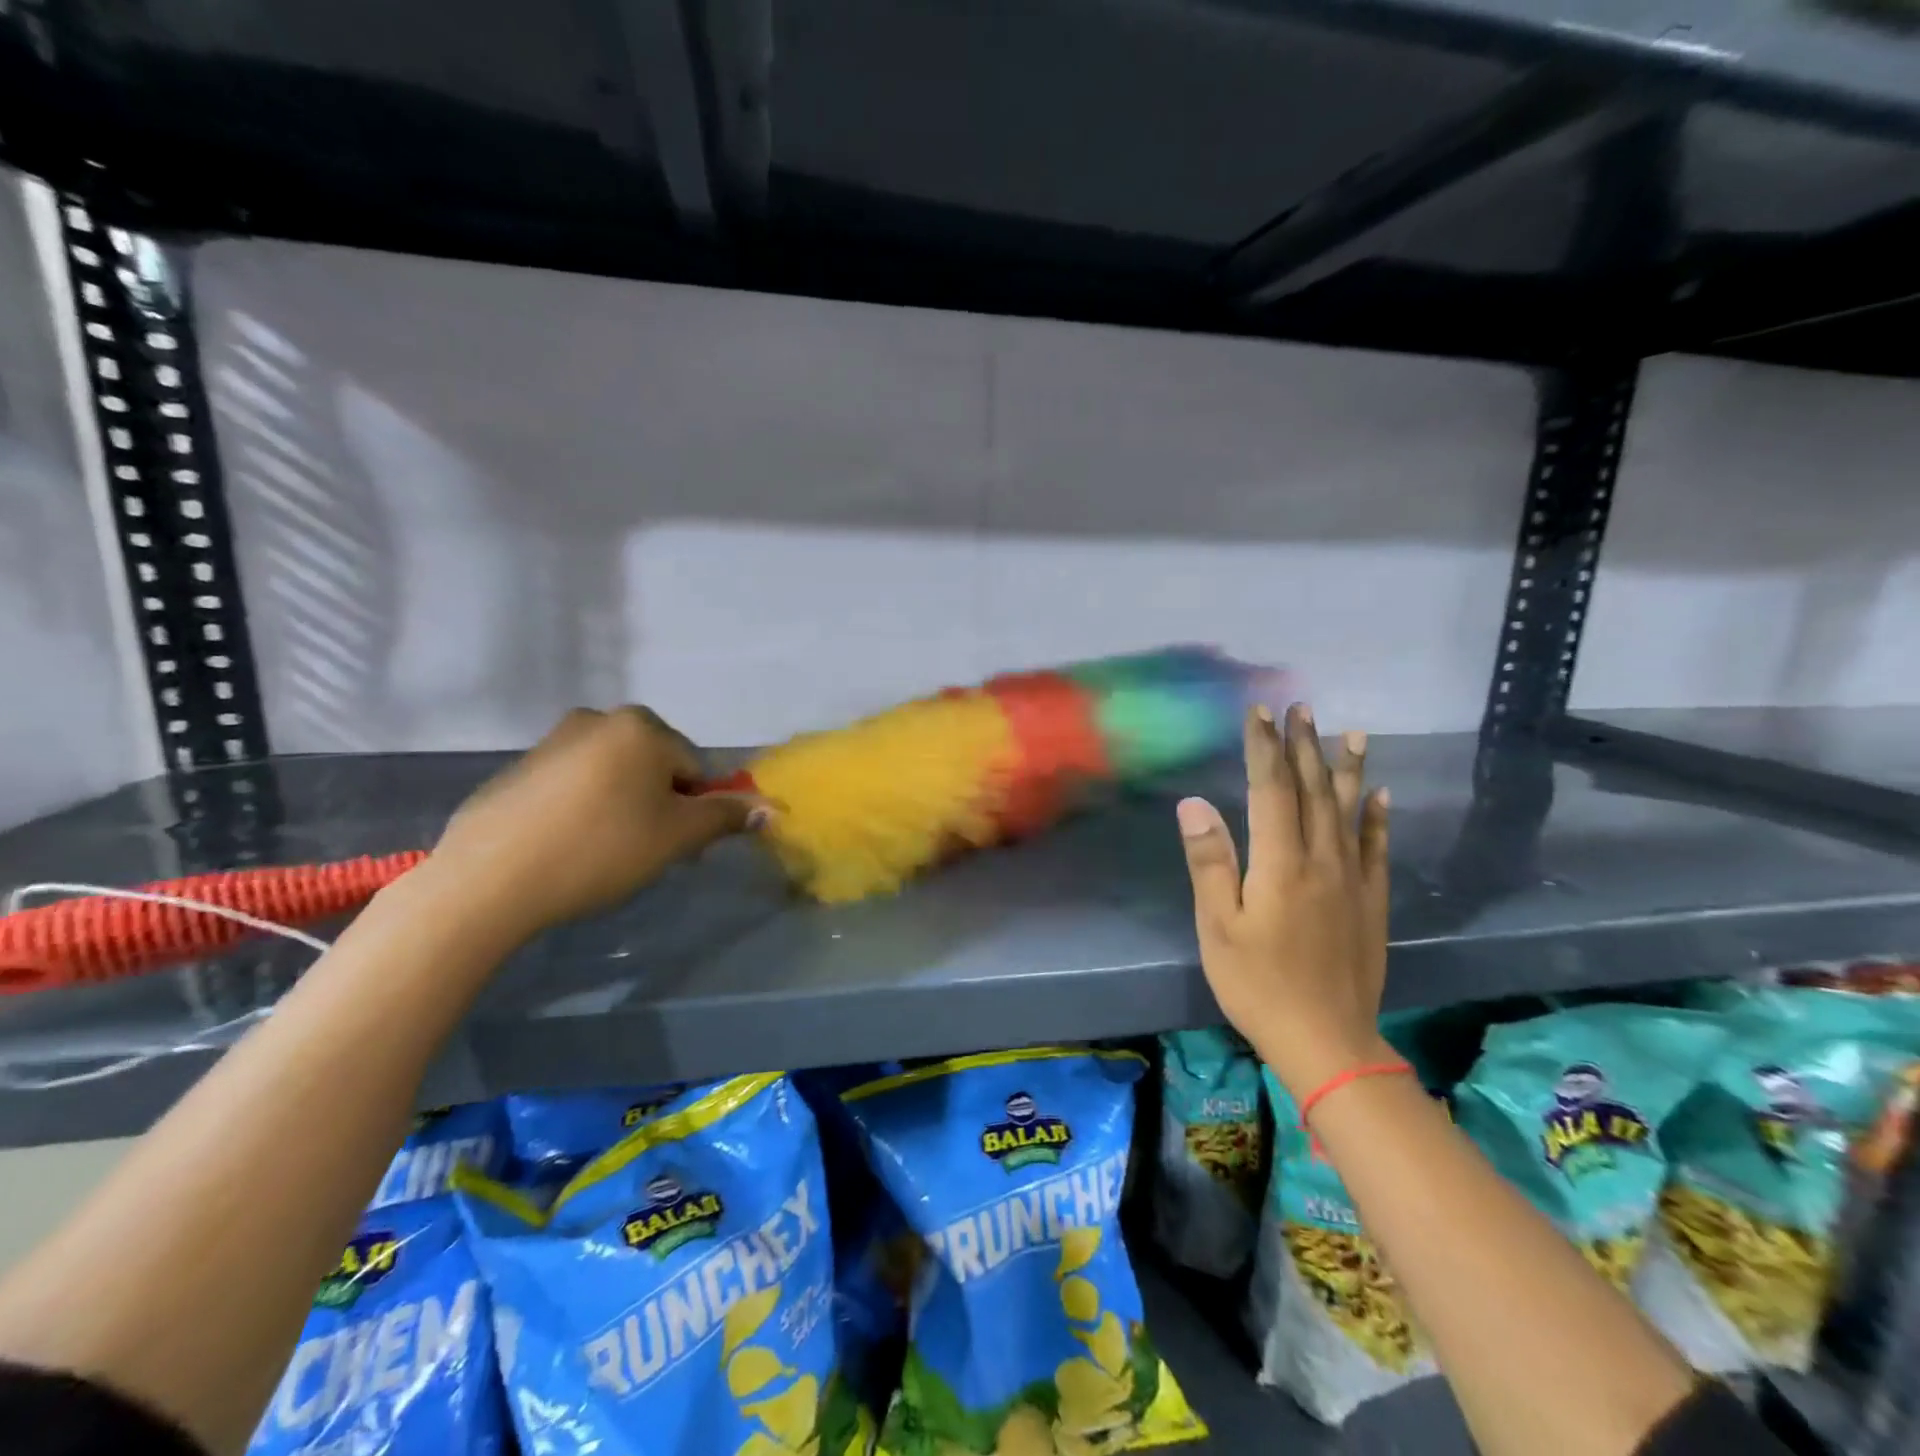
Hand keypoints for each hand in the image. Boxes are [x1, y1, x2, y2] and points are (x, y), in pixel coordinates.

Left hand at [427, 706, 763, 940]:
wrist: (489, 879)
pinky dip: (586, 808)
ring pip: (617, 774)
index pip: (697, 769)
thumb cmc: (601, 848)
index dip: (696, 810)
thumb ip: (727, 817)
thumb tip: (773, 809)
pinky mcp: (520, 767)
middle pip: (658, 766)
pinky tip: (570, 845)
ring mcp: (554, 740)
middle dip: (662, 806)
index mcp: (643, 727)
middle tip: (645, 851)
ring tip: (605, 852)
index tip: (679, 849)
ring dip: (627, 806)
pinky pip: (577, 783)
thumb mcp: (677, 836)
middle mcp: (600, 718)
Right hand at [1177, 703, 1390, 1097]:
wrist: (1327, 1040)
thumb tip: (1195, 803)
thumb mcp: (1218, 926)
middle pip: (1313, 791)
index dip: (1264, 748)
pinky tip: (1379, 794)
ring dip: (1346, 769)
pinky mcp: (1371, 902)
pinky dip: (1376, 817)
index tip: (1258, 713)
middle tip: (1299, 709)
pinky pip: (1376, 848)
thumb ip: (1210, 861)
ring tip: (1350, 732)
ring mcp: (1353, 880)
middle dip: (1303, 746)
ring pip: (1349, 810)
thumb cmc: (1258, 983)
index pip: (1272, 790)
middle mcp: (1321, 860)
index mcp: (1280, 863)